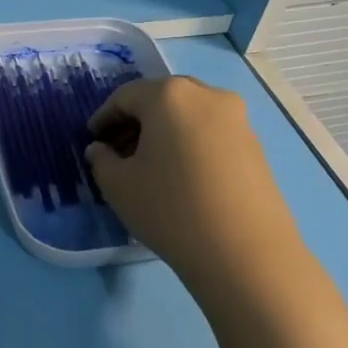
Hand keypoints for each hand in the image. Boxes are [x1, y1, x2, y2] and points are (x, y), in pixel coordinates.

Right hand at [86, 77, 347, 347]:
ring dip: (163, 132)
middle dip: (135, 121)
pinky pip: (210, 132)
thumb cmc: (170, 209)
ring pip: (188, 115)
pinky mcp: (255, 144)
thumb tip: (101, 150)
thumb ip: (101, 160)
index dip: (103, 118)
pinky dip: (189, 143)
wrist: (244, 252)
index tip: (92, 140)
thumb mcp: (118, 186)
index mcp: (169, 95)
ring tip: (150, 166)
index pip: (125, 97)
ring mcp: (237, 118)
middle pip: (160, 99)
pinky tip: (181, 175)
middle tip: (119, 151)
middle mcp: (206, 95)